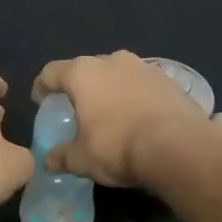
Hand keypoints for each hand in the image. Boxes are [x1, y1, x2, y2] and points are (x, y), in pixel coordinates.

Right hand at [32, 51, 214, 188]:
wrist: (179, 147)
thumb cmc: (118, 147)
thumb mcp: (82, 159)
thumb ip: (61, 157)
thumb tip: (48, 161)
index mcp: (82, 73)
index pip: (51, 72)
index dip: (42, 86)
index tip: (42, 101)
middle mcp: (111, 61)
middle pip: (86, 70)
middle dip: (80, 88)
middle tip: (78, 111)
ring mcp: (143, 67)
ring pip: (117, 74)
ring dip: (111, 90)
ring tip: (111, 114)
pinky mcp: (169, 78)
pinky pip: (142, 84)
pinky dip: (136, 97)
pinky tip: (139, 118)